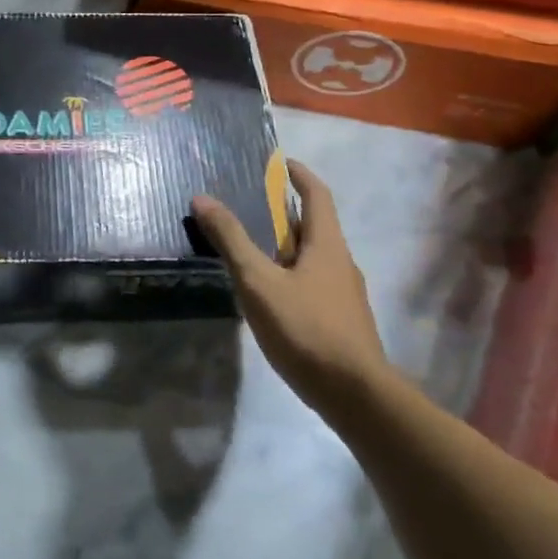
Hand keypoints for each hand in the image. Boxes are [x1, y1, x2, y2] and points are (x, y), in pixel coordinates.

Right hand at [192, 160, 388, 416]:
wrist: (355, 395)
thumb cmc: (306, 328)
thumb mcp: (258, 281)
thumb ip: (231, 240)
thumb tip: (202, 198)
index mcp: (327, 244)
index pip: (317, 195)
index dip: (299, 176)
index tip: (279, 164)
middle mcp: (341, 262)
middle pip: (314, 226)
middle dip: (284, 213)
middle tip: (251, 206)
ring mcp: (344, 295)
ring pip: (313, 258)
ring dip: (286, 246)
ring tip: (252, 249)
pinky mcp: (341, 321)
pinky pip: (313, 283)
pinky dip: (290, 274)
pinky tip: (269, 294)